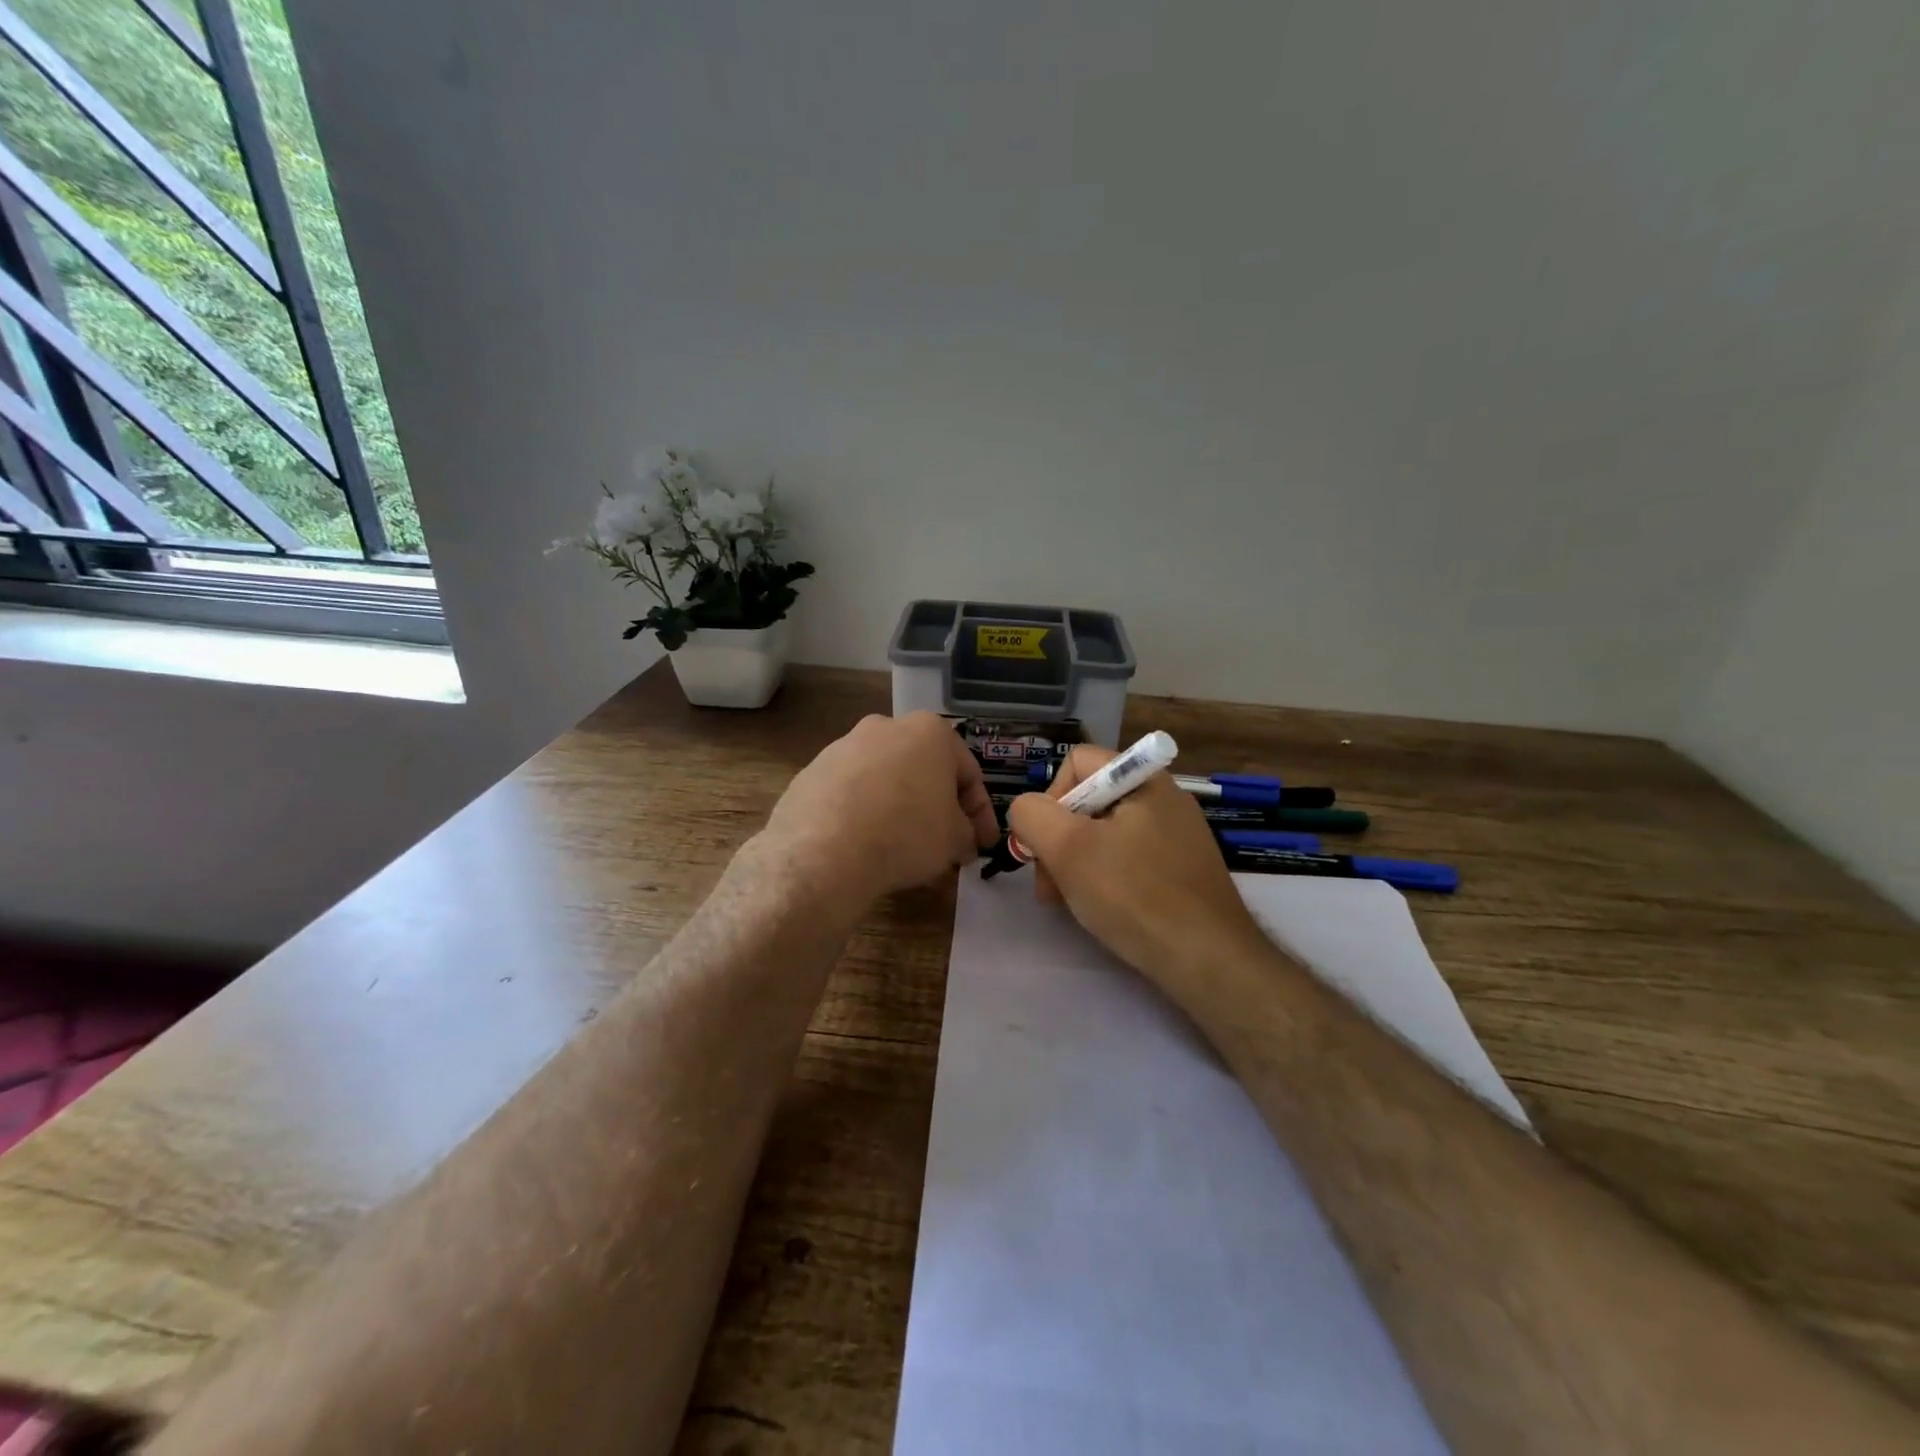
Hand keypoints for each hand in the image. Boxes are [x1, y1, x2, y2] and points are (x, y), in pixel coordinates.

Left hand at [759, 712, 999, 909]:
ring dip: (899, 806)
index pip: (968, 773)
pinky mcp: (811, 772)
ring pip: (885, 779)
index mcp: (929, 731)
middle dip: (937, 805)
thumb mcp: (955, 839)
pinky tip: (864, 844)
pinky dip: (863, 813)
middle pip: (923, 770)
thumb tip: (963, 840)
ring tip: (903, 846)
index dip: (980, 813)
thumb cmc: (906, 833)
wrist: (824, 851)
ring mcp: (843, 746)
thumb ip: (967, 833)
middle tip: (946, 843)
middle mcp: (885, 727)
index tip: (982, 844)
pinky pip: (850, 793)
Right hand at [1007, 745, 1268, 990]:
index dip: (1050, 798)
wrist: (1209, 960)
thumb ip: (1032, 816)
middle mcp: (1164, 797)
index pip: (1076, 762)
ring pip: (1106, 834)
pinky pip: (1130, 858)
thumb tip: (1026, 810)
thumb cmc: (1133, 894)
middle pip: (1089, 800)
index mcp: (1143, 779)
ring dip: (1077, 863)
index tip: (1047, 844)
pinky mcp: (1183, 868)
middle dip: (1059, 839)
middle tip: (1049, 885)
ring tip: (1070, 902)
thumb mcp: (1067, 849)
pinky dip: (1107, 878)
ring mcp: (1177, 835)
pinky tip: (1103, 909)